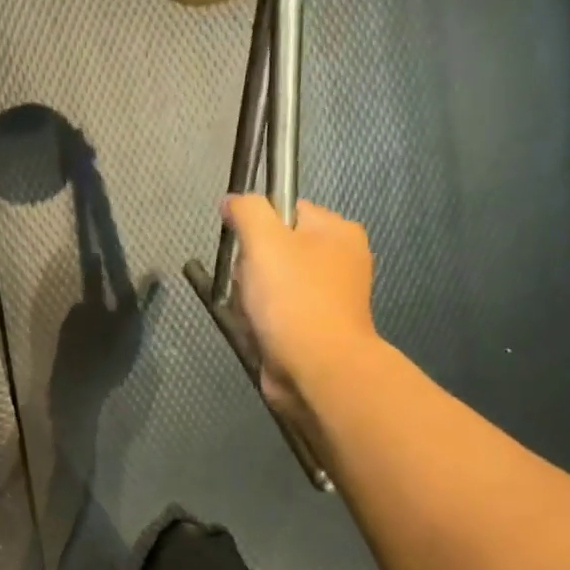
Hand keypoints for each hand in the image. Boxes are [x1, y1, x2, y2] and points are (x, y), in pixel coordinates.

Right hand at [221, 195, 376, 424]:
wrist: (316, 369)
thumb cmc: (293, 298)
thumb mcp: (264, 241)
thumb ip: (246, 211)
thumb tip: (231, 201)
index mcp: (338, 231)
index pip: (285, 210)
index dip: (257, 226)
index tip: (246, 248)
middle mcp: (339, 260)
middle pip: (273, 248)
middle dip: (250, 268)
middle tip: (251, 285)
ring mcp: (327, 297)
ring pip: (269, 283)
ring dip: (250, 297)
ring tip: (253, 313)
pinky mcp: (313, 327)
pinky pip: (274, 312)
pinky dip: (260, 320)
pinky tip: (257, 330)